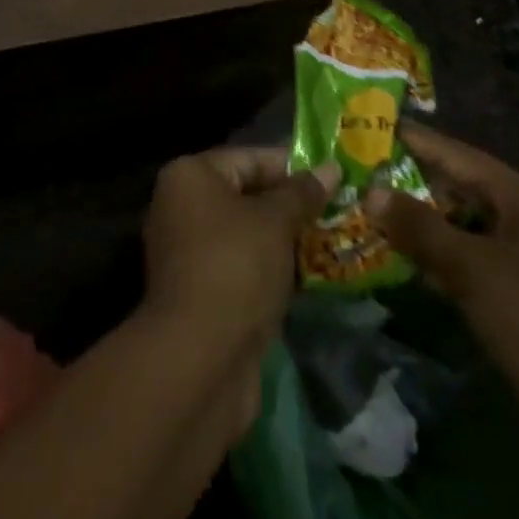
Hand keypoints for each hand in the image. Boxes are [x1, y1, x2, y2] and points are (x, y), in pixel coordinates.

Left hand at [142, 147, 335, 353]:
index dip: (291, 166)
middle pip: (245, 195)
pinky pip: (241, 267)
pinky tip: (308, 276)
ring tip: (331, 241)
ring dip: (284, 240)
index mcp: (190, 176)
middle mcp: (181, 206)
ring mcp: (188, 252)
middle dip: (290, 205)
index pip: (248, 158)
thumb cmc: (236, 266)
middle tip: (336, 209)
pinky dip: (270, 269)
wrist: (200, 359)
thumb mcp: (276, 221)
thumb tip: (331, 167)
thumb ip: (302, 193)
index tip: (331, 177)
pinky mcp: (200, 292)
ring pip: (246, 234)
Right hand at [364, 124, 518, 488]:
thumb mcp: (474, 270)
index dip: (413, 140)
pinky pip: (465, 266)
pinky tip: (398, 265)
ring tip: (363, 215)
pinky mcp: (516, 301)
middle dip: (407, 184)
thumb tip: (370, 192)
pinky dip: (434, 262)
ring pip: (458, 230)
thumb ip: (420, 228)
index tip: (367, 126)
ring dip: (417, 226)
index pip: (456, 154)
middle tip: (354, 176)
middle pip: (456, 189)